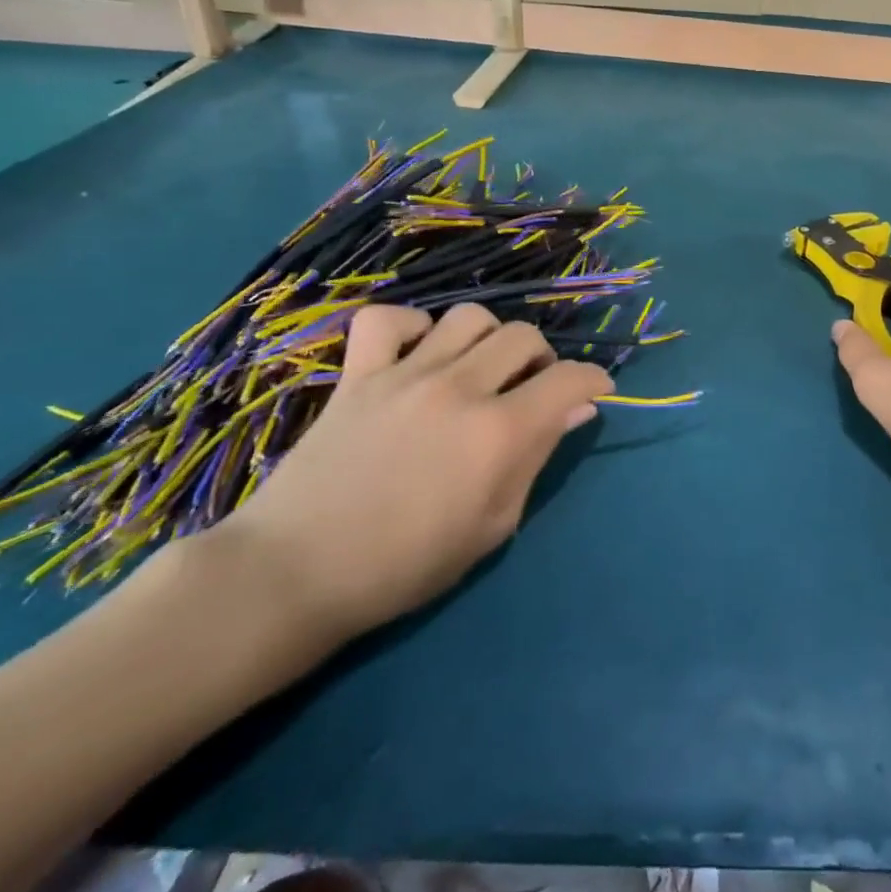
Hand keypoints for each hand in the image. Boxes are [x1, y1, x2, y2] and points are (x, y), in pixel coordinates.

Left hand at [219, 304, 610, 644]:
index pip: (570, 378)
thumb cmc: (406, 565)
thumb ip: (537, 458)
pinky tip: (418, 354)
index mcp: (499, 432)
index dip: (594, 380)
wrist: (295, 574)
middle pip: (523, 336)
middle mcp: (459, 389)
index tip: (595, 392)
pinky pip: (387, 319)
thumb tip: (576, 410)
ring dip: (488, 338)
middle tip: (530, 389)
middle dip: (542, 359)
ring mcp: (404, 375)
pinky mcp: (358, 375)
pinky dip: (411, 327)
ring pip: (468, 317)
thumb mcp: (493, 525)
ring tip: (479, 369)